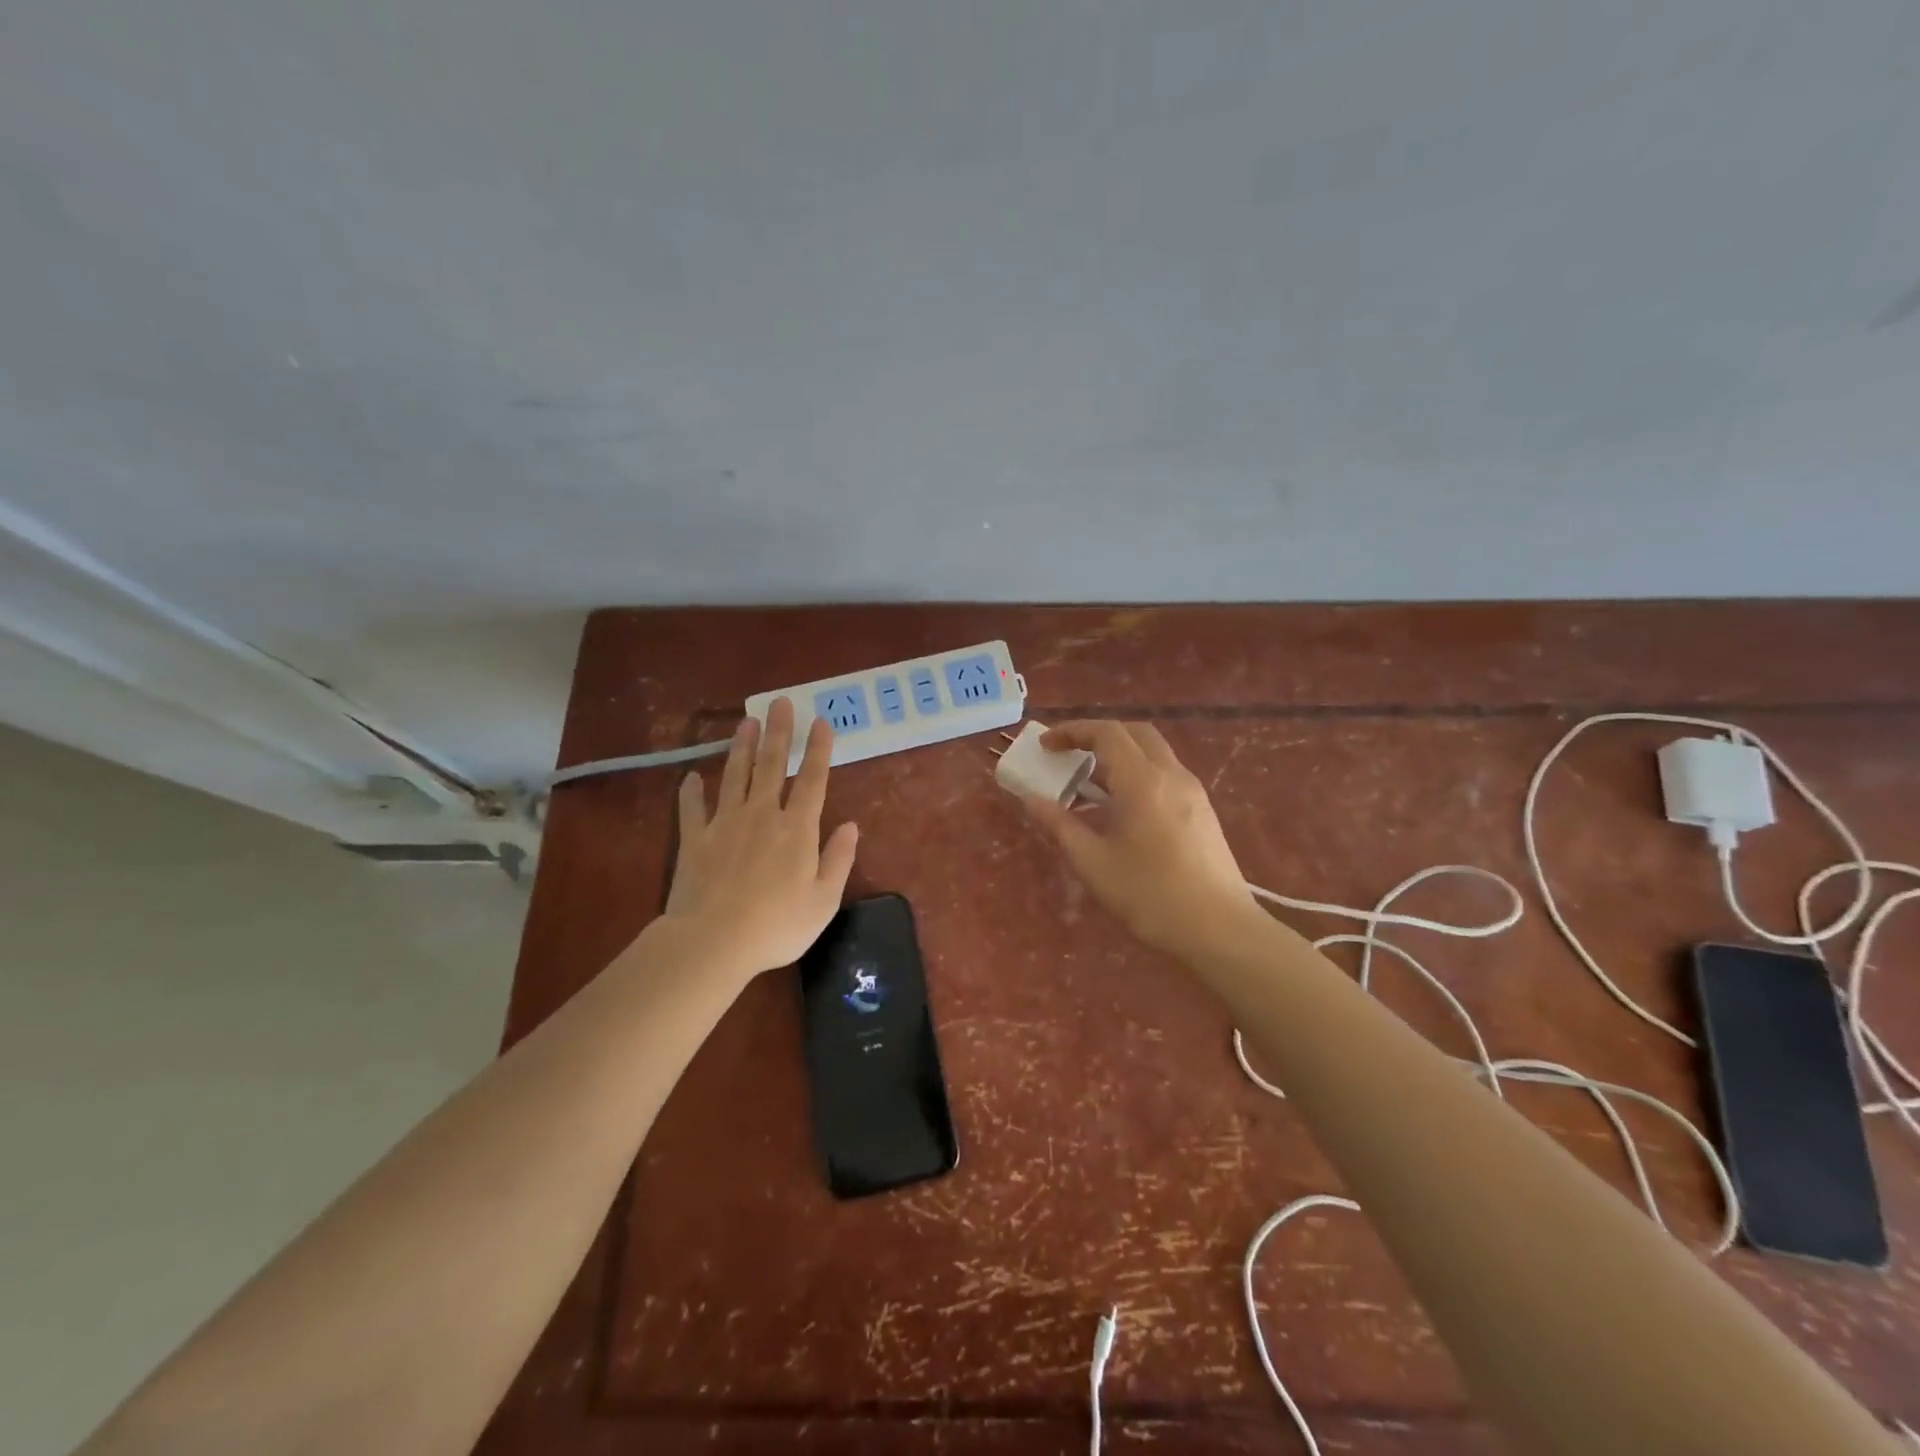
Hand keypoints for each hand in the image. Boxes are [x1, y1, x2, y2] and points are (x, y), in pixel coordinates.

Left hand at [658, 698, 858, 984]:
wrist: (712, 941)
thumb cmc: (777, 925)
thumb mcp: (823, 900)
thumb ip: (838, 859)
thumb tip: (851, 826)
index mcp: (796, 829)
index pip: (812, 780)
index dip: (818, 750)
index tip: (821, 722)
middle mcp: (762, 816)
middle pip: (770, 766)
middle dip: (778, 732)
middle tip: (779, 702)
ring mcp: (725, 824)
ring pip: (734, 776)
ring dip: (741, 747)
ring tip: (745, 721)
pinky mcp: (694, 840)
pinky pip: (692, 809)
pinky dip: (691, 792)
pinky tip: (691, 777)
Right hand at [1023, 721, 1260, 960]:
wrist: (1220, 930)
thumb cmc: (1150, 896)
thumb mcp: (1093, 863)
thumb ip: (1060, 826)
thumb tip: (1032, 800)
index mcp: (1143, 781)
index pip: (1107, 733)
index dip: (1072, 731)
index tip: (1046, 745)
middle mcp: (1172, 775)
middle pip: (1134, 733)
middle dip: (1098, 736)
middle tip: (1069, 755)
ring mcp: (1192, 792)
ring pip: (1153, 754)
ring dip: (1119, 756)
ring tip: (1089, 785)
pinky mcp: (1202, 812)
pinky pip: (1165, 775)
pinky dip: (1137, 775)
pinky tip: (1122, 810)